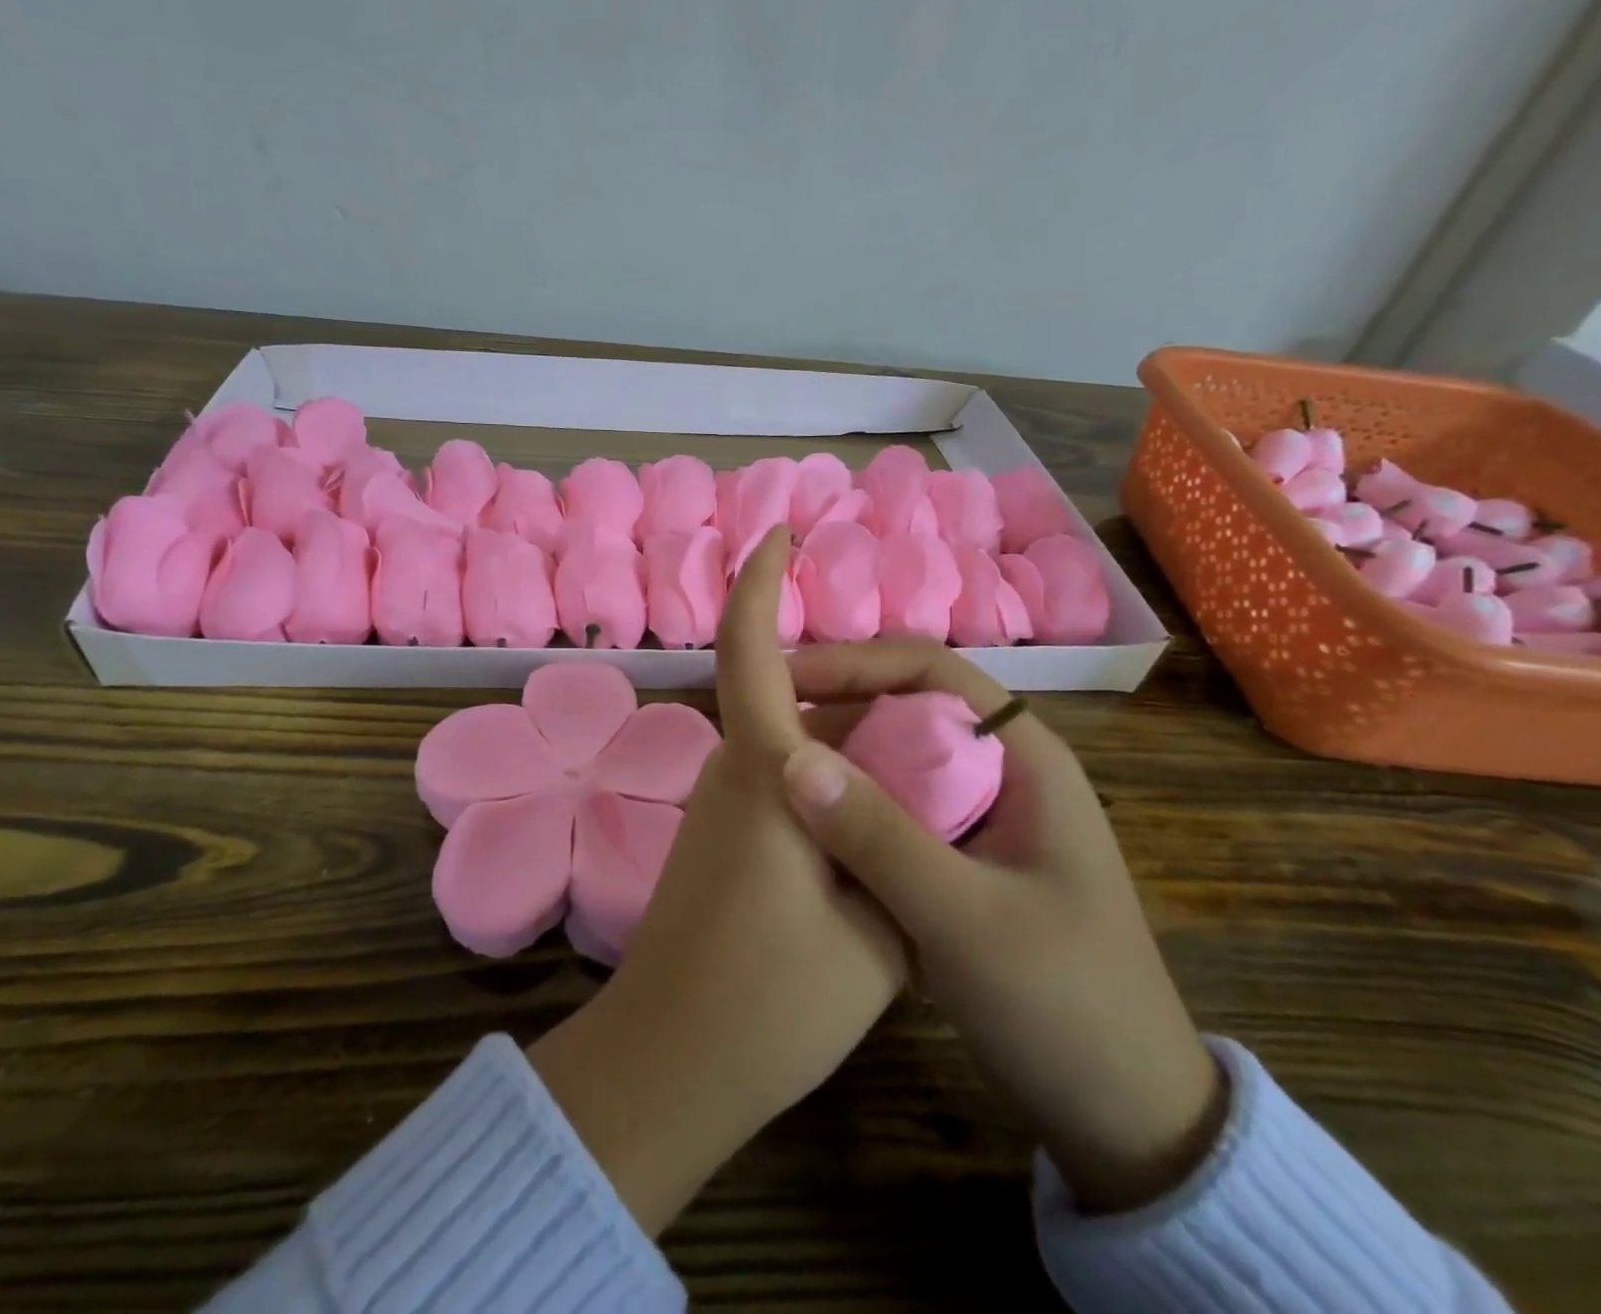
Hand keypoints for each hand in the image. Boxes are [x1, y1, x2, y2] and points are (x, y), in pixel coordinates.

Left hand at [527, 529, 903, 1234]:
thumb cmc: (774, 999)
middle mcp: (733, 772)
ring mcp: (720, 808)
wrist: (671, 1064)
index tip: (778, 536)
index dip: (760, 584)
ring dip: (846, 740)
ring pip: (789, 742)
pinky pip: (779, 782)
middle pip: (788, 696)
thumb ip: (903, 852)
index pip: (750, 650)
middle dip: (850, 686)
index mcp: (765, 770)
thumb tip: (919, 808)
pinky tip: (878, 821)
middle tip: (929, 714)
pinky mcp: (718, 841)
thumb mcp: (880, 929)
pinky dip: (828, 780)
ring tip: (922, 770)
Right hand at [780, 637, 1226, 1213]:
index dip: (856, 663)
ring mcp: (978, 817)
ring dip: (836, 761)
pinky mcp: (958, 858)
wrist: (1127, 1116)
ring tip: (767, 775)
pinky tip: (803, 828)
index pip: (931, 670)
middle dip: (834, 712)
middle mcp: (999, 771)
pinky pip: (892, 809)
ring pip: (893, 760)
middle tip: (760, 732)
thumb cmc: (1063, 1004)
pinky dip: (848, 808)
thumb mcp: (965, 919)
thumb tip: (790, 757)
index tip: (785, 681)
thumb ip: (879, 837)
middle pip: (905, 709)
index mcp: (1023, 757)